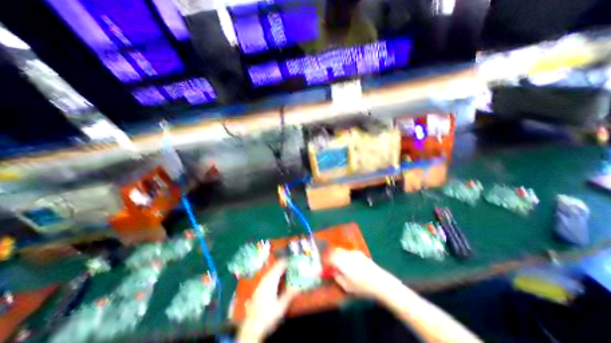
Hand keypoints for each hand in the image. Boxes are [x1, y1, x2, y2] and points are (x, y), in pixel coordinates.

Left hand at [235, 260, 298, 342]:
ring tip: (285, 269)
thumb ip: (289, 294)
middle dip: (282, 264)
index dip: (286, 262)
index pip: (279, 267)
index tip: (292, 260)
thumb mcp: (281, 306)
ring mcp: (260, 284)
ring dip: (277, 269)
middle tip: (290, 264)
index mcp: (271, 281)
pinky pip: (267, 276)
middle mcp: (265, 280)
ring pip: (270, 271)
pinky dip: (273, 274)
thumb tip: (299, 285)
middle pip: (274, 268)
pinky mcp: (258, 288)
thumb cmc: (268, 316)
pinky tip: (276, 278)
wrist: (251, 327)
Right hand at [327, 249, 404, 299]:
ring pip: (341, 250)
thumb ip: (337, 278)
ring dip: (337, 255)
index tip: (323, 265)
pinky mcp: (360, 253)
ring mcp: (353, 252)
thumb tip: (333, 272)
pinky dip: (344, 256)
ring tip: (338, 264)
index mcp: (341, 261)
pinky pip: (348, 252)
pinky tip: (348, 264)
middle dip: (330, 255)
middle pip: (335, 250)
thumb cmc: (361, 286)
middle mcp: (346, 254)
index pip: (329, 256)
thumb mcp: (346, 286)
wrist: (379, 281)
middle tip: (329, 263)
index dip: (325, 260)